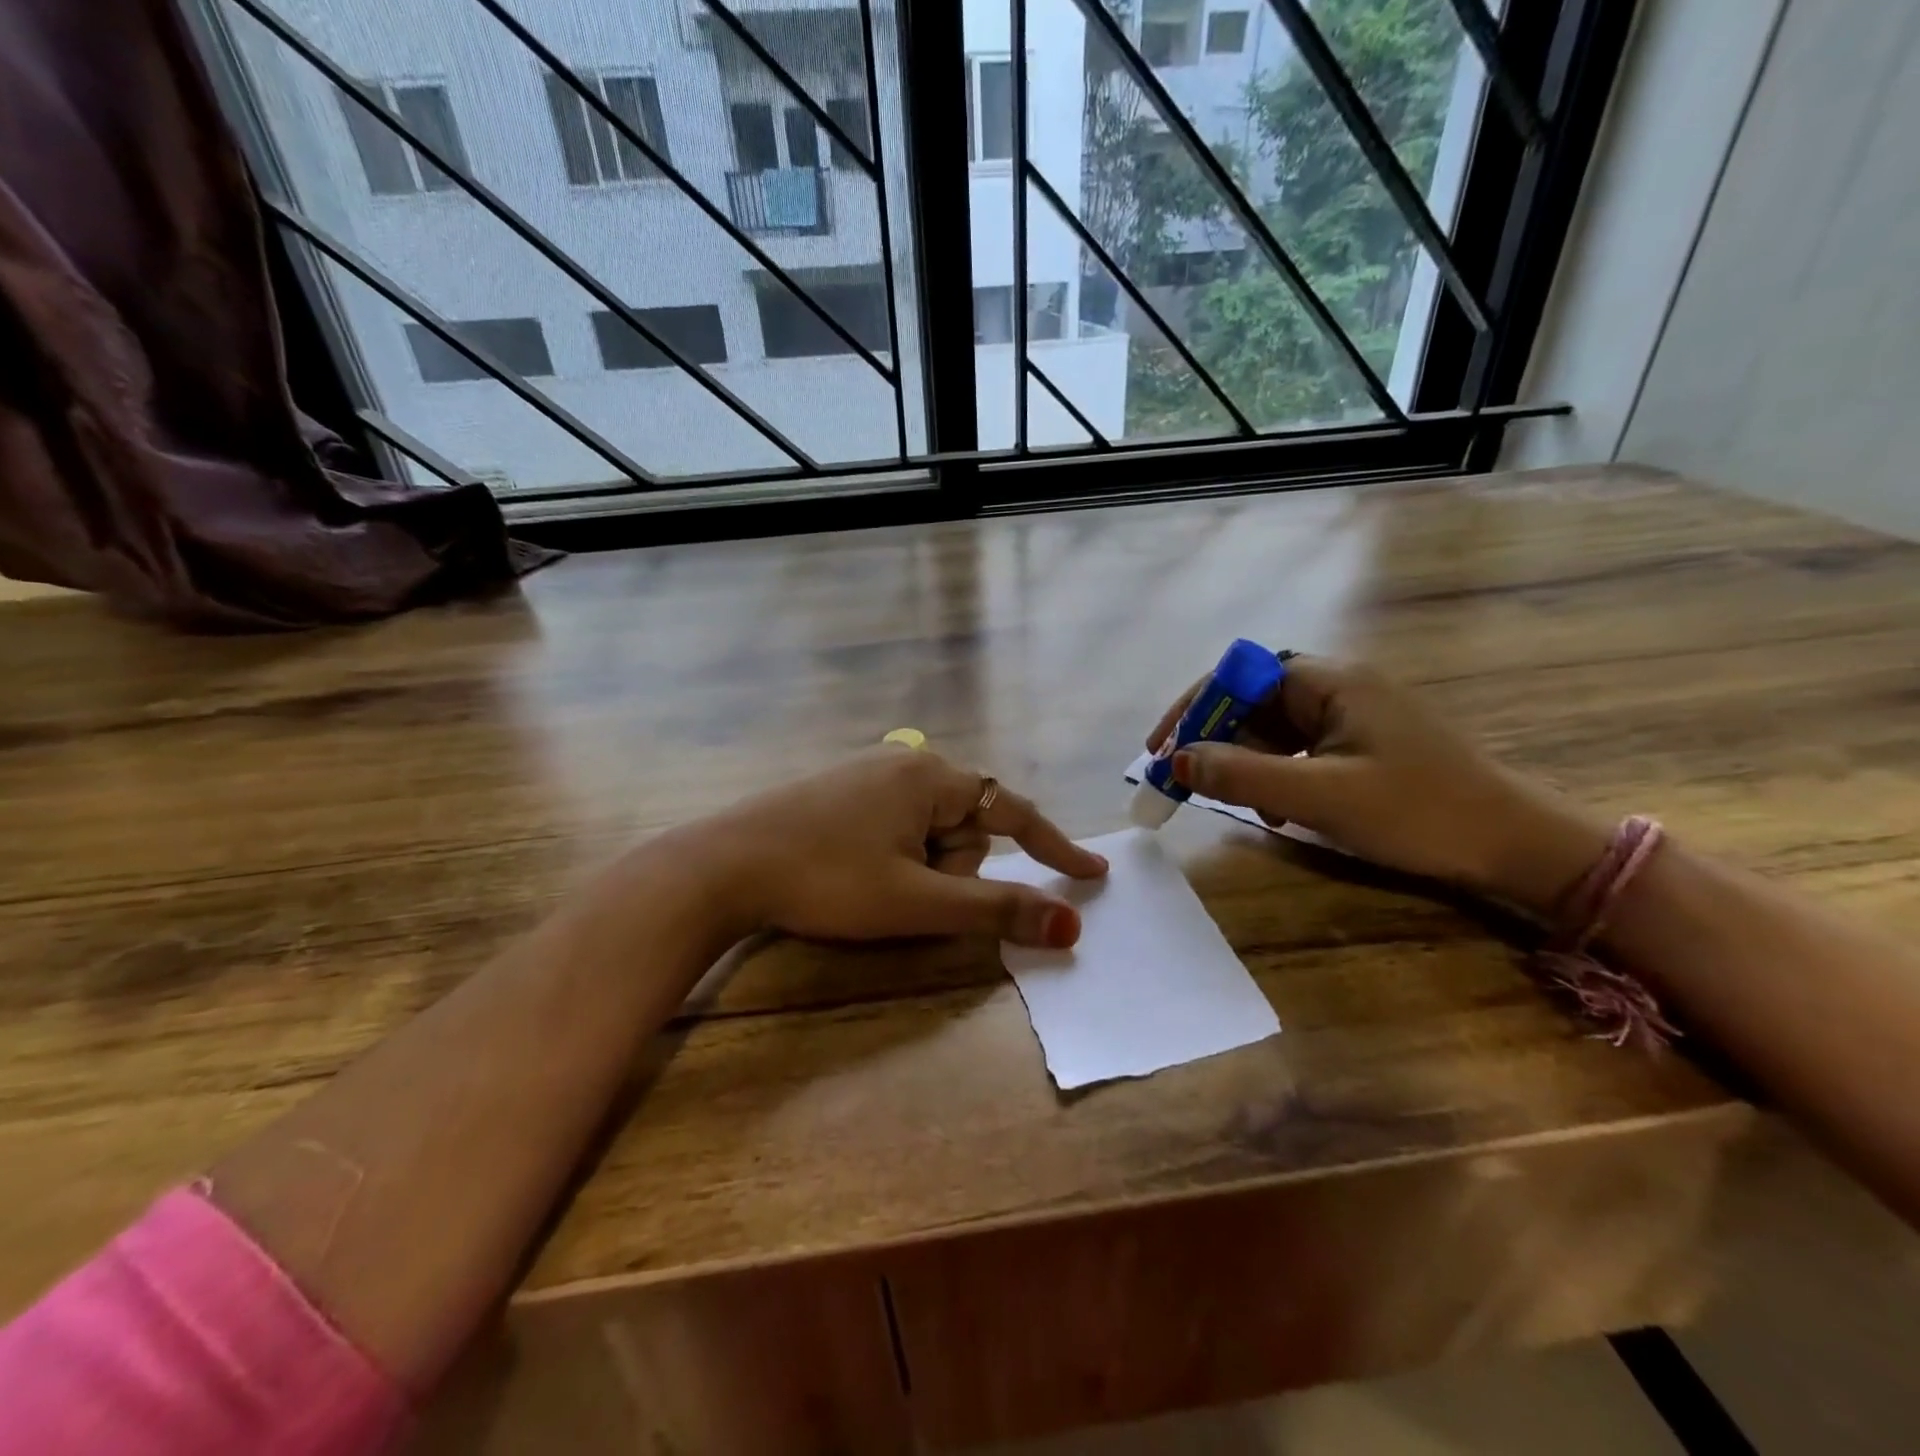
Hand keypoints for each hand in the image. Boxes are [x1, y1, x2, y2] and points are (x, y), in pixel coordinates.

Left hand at [676, 748, 1107, 947]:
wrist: (724, 865)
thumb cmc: (828, 880)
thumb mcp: (918, 901)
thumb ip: (996, 911)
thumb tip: (1070, 925)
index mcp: (932, 776)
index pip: (1014, 812)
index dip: (1055, 846)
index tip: (1091, 875)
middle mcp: (908, 762)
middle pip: (965, 827)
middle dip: (950, 870)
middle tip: (903, 894)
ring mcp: (871, 773)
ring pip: (929, 832)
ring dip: (919, 869)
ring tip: (870, 886)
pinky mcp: (843, 791)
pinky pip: (897, 827)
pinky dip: (895, 858)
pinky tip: (856, 871)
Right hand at [1147, 657, 1609, 915]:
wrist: (1517, 845)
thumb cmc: (1420, 812)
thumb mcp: (1320, 796)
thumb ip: (1243, 775)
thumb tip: (1177, 760)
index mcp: (1329, 681)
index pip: (1238, 675)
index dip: (1194, 708)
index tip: (1162, 750)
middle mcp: (1337, 686)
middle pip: (1251, 700)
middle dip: (1215, 739)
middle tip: (1186, 782)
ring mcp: (1352, 715)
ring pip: (1272, 728)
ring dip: (1245, 762)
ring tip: (1240, 804)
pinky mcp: (1363, 744)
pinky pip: (1299, 749)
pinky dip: (1276, 775)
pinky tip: (1280, 810)